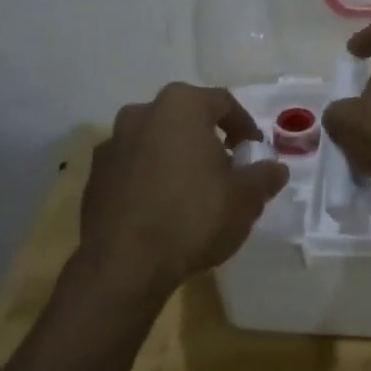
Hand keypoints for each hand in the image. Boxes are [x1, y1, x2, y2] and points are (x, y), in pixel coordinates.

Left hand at [80, 84, 288, 299]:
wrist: (123, 266)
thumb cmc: (193, 217)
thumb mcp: (246, 199)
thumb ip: (265, 176)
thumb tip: (275, 169)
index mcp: (180, 105)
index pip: (223, 103)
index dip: (245, 126)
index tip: (254, 152)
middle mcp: (141, 113)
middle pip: (186, 119)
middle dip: (208, 140)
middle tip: (227, 171)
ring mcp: (112, 144)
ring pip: (157, 142)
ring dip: (177, 158)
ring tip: (194, 192)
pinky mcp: (95, 176)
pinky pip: (133, 167)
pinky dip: (151, 178)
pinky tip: (162, 210)